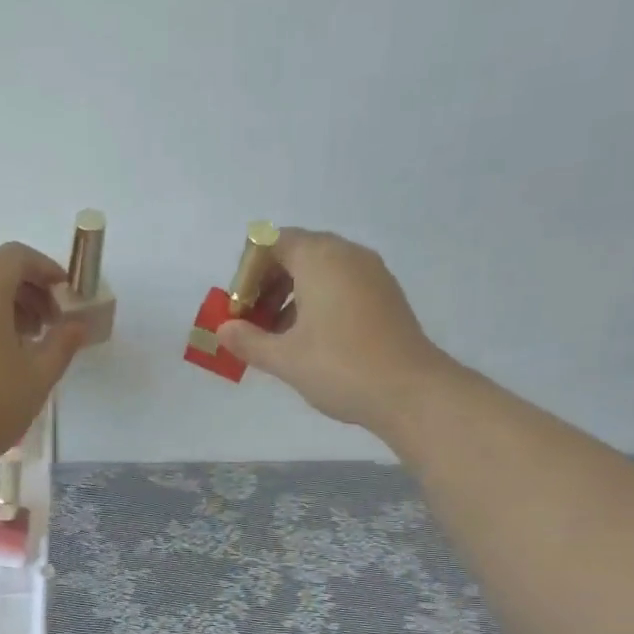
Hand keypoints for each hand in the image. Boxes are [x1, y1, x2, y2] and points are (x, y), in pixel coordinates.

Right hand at [216, 228, 447, 434]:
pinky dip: (318, 302)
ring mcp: (372, 274)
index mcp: (319, 258)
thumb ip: (248, 341)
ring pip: (320, 271)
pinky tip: (310, 341)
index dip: (248, 271)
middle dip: (268, 284)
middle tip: (253, 323)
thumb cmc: (340, 367)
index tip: (239, 308)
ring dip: (291, 296)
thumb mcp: (285, 358)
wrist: (410, 392)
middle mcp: (347, 255)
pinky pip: (342, 285)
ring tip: (278, 337)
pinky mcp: (385, 295)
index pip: (271, 241)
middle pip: (296, 253)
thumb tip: (223, 330)